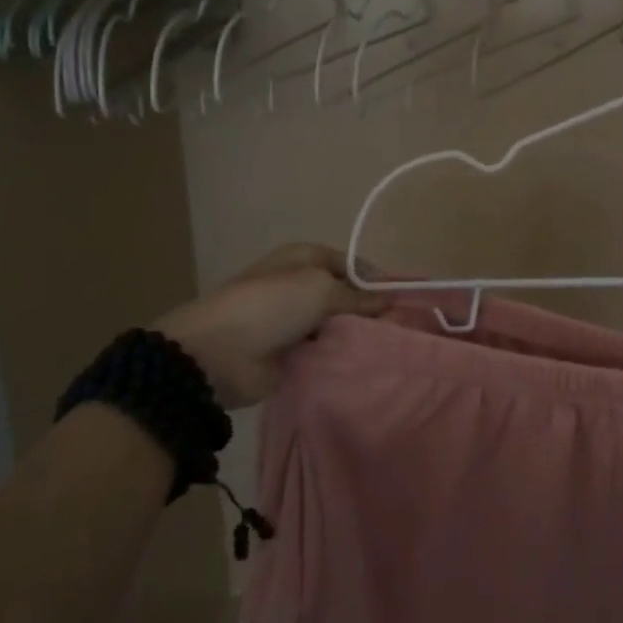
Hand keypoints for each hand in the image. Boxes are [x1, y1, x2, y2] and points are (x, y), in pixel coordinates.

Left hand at [154, 244, 386, 406]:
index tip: (404, 300)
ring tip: (388, 348)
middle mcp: (301, 286)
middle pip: (347, 296)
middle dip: (370, 311)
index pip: (352, 264)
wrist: (218, 354)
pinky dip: (340, 356)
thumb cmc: (271, 306)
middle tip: (402, 328)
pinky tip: (364, 364)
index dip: (377, 280)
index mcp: (304, 258)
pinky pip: (325, 351)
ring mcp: (294, 321)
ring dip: (355, 335)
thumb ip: (359, 296)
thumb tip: (391, 299)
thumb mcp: (321, 289)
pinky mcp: (291, 353)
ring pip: (337, 325)